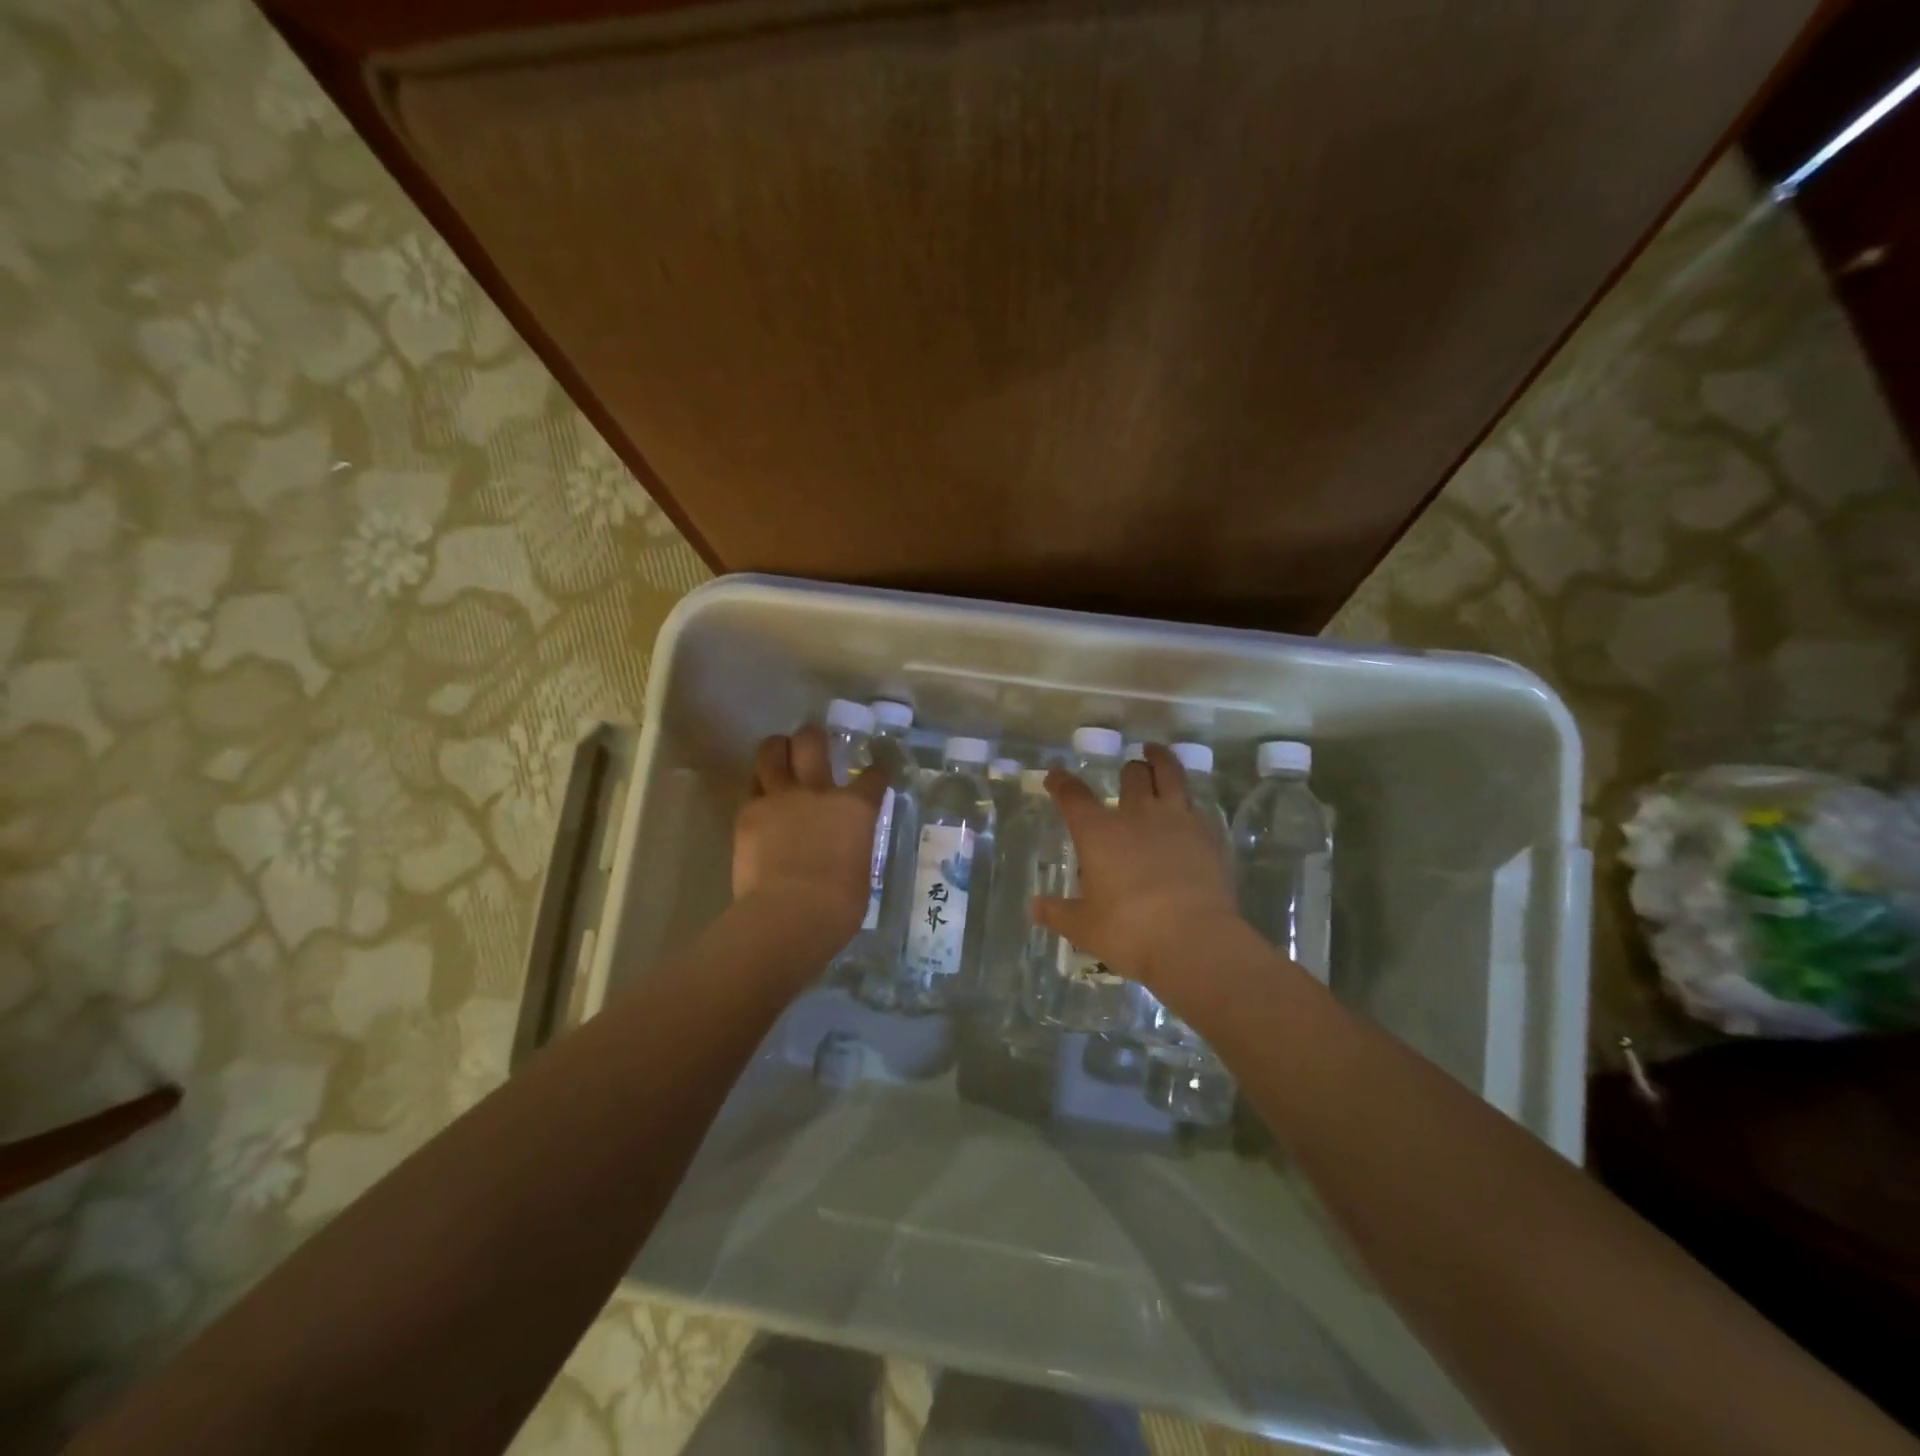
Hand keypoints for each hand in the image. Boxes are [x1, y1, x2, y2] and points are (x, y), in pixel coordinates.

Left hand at [733, 724, 890, 947]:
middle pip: (812, 743)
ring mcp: (780, 798)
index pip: (873, 778)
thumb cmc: (838, 906)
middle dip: (813, 735)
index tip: (876, 773)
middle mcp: (818, 792)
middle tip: (812, 737)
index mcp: (855, 808)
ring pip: (772, 753)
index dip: (877, 773)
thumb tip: (845, 849)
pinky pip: (752, 789)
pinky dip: (759, 789)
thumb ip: (853, 847)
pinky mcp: (748, 813)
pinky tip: (761, 799)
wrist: (789, 914)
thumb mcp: (860, 871)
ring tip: (778, 751)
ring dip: (777, 748)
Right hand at [1033, 743, 1240, 988]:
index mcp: (1098, 832)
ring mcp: (1176, 820)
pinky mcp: (1207, 835)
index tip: (1055, 776)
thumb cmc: (1129, 931)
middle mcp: (1136, 815)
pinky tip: (1188, 807)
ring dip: (1162, 761)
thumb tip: (1035, 907)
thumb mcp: (1084, 927)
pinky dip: (1187, 800)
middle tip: (1128, 769)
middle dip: (1128, 769)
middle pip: (1132, 775)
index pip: (1073, 796)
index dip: (1061, 783)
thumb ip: (1058, 913)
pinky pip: (1195, 805)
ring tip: (1157, 753)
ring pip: (1170, 775)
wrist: (1194, 939)